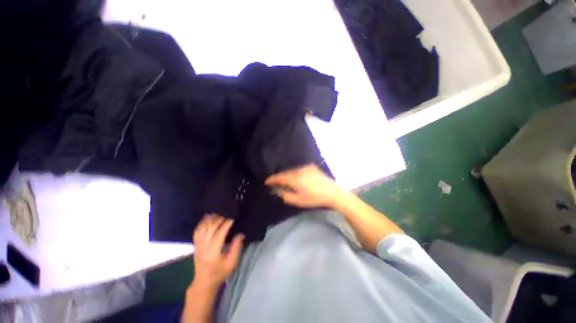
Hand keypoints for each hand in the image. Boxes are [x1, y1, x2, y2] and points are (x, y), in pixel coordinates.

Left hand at [192, 214, 243, 290]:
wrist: (204, 282)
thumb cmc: (220, 273)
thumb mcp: (231, 263)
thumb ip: (236, 248)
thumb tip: (241, 233)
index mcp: (213, 251)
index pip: (220, 232)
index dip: (227, 223)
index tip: (234, 216)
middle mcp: (203, 245)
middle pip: (210, 227)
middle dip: (220, 218)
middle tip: (228, 212)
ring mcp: (198, 244)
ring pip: (203, 227)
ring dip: (211, 218)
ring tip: (220, 212)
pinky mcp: (195, 244)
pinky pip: (197, 230)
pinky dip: (203, 222)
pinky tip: (208, 217)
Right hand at [265, 164, 345, 208]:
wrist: (332, 192)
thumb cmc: (315, 198)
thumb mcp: (298, 200)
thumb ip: (285, 194)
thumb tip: (276, 189)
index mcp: (295, 179)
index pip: (280, 177)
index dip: (272, 179)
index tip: (267, 181)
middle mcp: (299, 170)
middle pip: (285, 172)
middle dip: (279, 177)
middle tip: (275, 182)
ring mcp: (306, 167)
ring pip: (292, 170)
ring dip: (287, 174)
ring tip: (284, 180)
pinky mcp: (311, 166)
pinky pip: (298, 168)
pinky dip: (294, 172)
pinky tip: (295, 177)